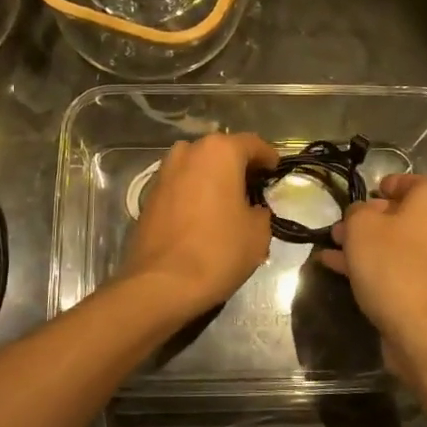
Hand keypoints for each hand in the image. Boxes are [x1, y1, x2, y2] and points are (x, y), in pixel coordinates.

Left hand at [119, 132, 279, 317]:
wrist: (162, 283)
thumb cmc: (218, 251)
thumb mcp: (258, 233)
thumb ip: (261, 210)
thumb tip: (253, 208)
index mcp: (219, 151)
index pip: (252, 144)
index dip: (268, 158)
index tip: (276, 172)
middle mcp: (189, 151)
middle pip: (222, 151)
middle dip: (239, 166)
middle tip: (255, 188)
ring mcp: (165, 171)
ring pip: (198, 166)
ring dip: (214, 177)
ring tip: (228, 201)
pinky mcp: (149, 193)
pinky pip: (181, 183)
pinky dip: (194, 191)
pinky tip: (204, 213)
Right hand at [318, 174, 426, 351]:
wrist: (422, 330)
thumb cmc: (392, 264)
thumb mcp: (361, 227)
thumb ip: (357, 212)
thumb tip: (362, 215)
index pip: (413, 181)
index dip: (387, 184)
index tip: (366, 194)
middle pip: (403, 214)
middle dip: (369, 219)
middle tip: (341, 226)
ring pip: (398, 243)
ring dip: (366, 244)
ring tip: (332, 248)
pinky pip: (400, 267)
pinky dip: (375, 265)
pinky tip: (339, 269)